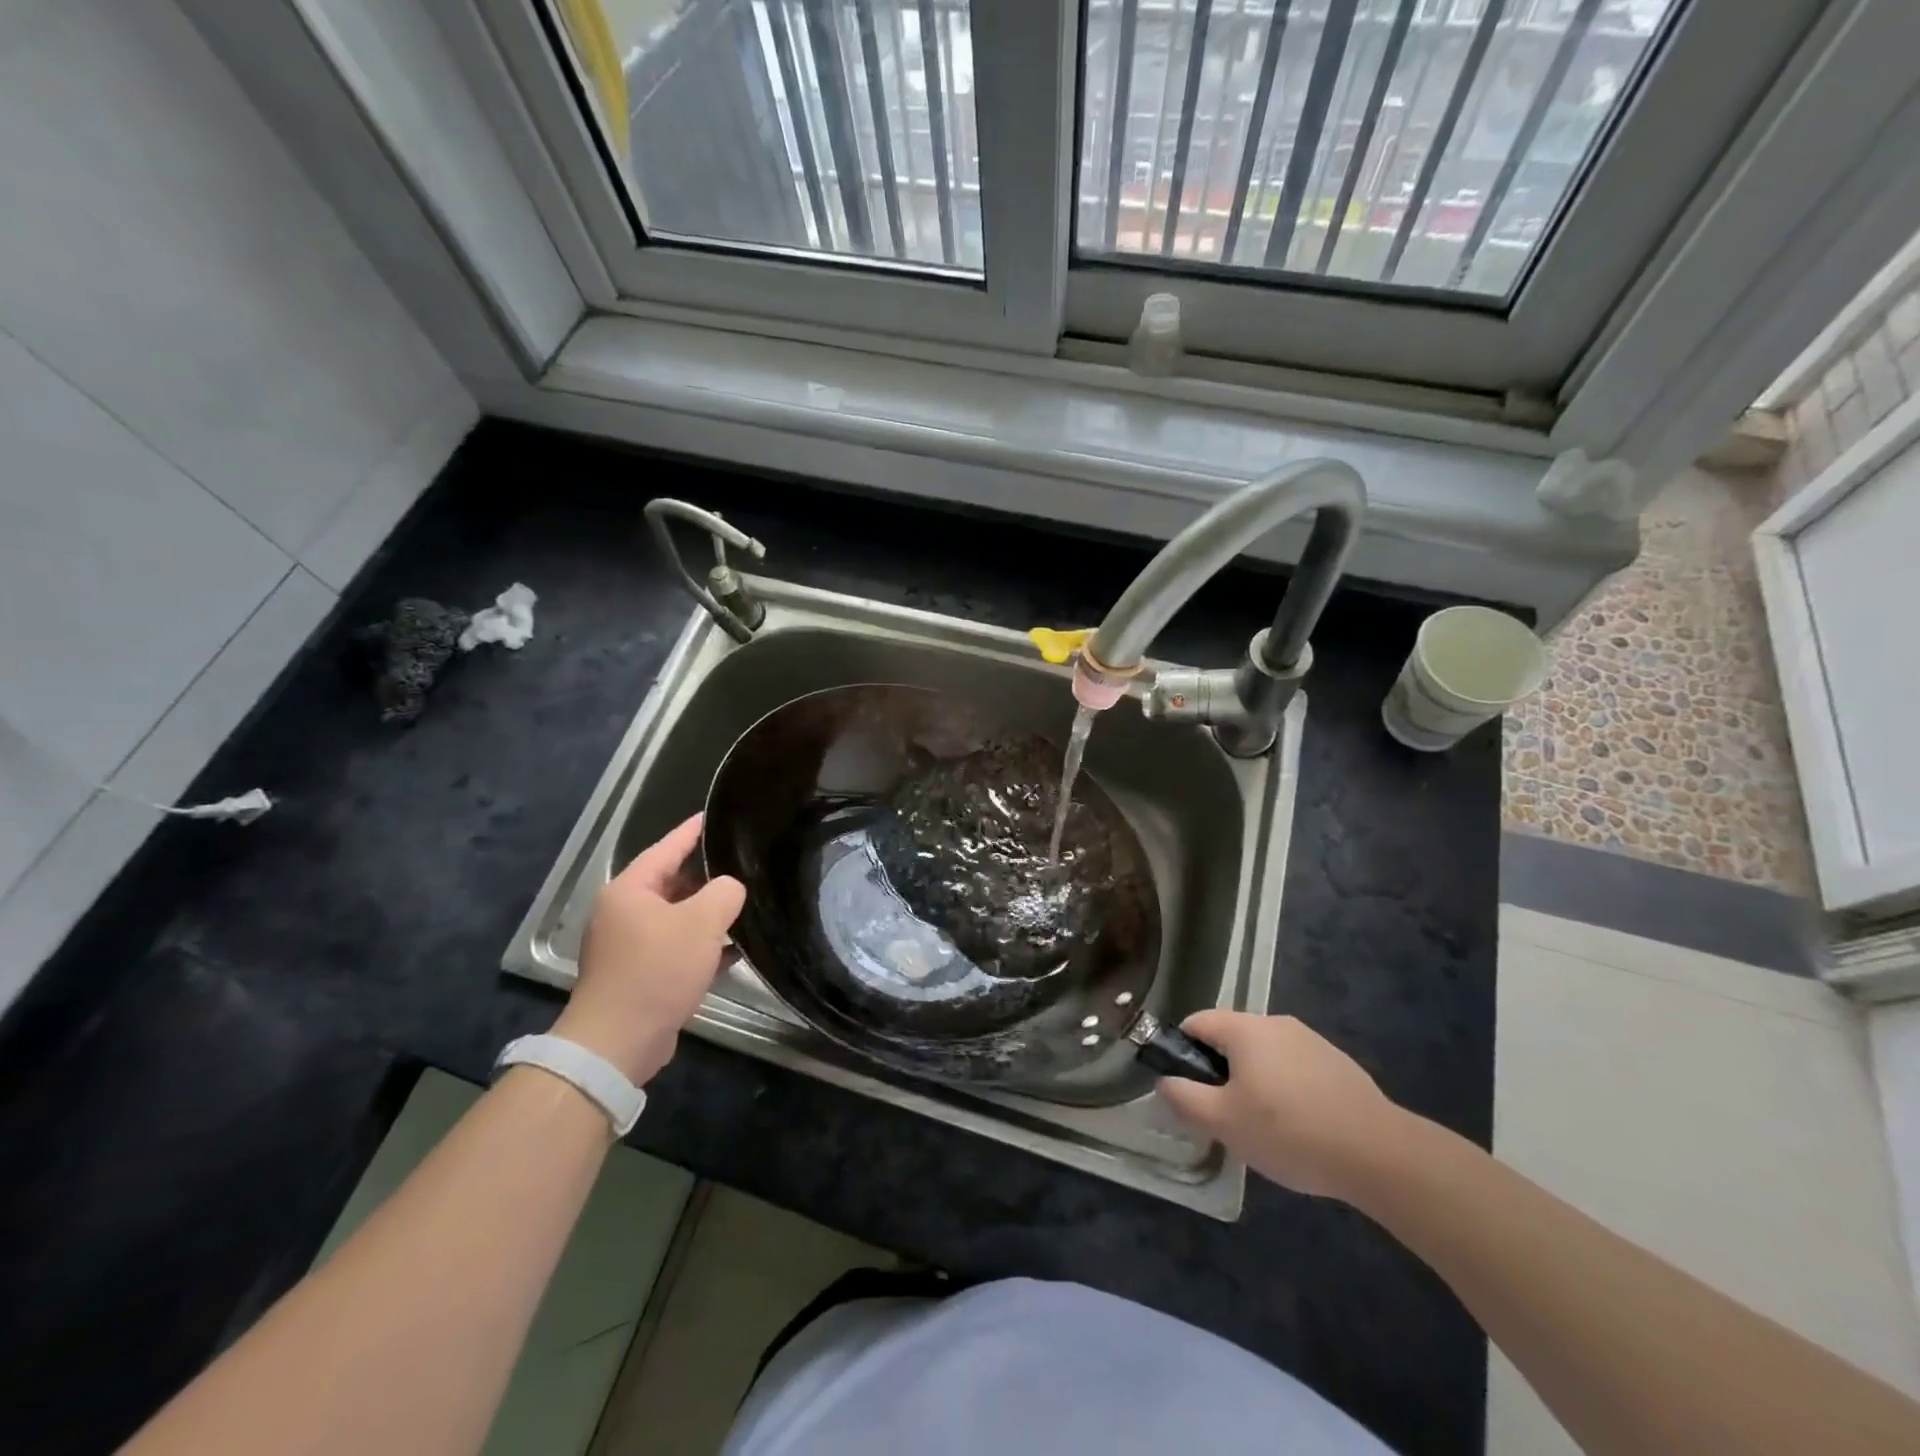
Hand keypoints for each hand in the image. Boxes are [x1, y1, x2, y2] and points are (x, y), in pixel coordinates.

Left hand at [554, 814, 744, 1085]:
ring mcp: (631, 946)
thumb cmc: (657, 970)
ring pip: (678, 917)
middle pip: (673, 882)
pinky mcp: (641, 975)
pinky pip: (678, 948)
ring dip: (709, 914)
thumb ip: (725, 893)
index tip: (716, 815)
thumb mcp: (701, 923)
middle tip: (744, 862)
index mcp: (630, 890)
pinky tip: (735, 949)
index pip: (667, 847)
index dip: (694, 831)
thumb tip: (731, 889)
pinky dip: (703, 945)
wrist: (619, 1042)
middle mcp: (625, 913)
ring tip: (746, 902)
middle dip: (708, 875)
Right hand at [1155, 1011, 1408, 1198]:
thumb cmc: (1290, 1131)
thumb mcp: (1224, 1122)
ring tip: (1265, 1128)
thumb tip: (1165, 1081)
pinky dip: (1286, 1090)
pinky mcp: (1337, 1064)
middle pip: (1230, 1039)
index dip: (1182, 1052)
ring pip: (1264, 1055)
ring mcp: (1311, 1041)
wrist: (1379, 1154)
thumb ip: (1184, 1098)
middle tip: (1226, 1116)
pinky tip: (1300, 1128)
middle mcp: (1276, 1023)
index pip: (1196, 1022)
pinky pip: (1294, 1068)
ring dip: (1254, 1082)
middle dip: (1220, 1073)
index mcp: (1245, 1028)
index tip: (1188, 1090)